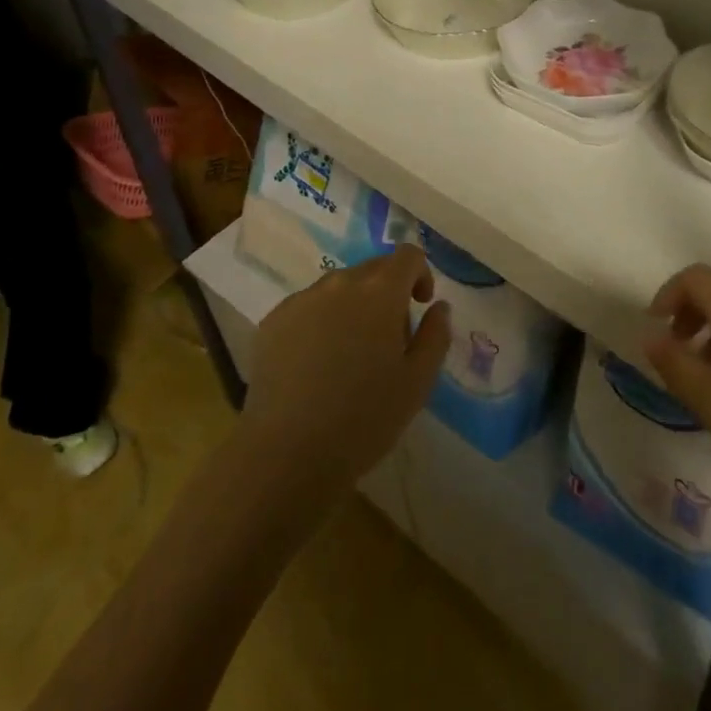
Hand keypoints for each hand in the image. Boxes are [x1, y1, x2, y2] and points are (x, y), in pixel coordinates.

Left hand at [240, 246, 450, 500]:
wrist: (285, 455)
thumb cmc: (364, 418)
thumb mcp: (418, 382)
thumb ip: (436, 335)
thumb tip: (438, 306)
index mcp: (380, 291)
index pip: (407, 255)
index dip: (420, 274)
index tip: (420, 306)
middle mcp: (340, 283)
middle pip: (372, 270)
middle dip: (387, 294)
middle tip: (387, 341)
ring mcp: (301, 300)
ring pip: (338, 289)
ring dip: (352, 308)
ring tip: (348, 356)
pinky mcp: (272, 321)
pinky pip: (308, 308)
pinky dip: (320, 323)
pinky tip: (315, 366)